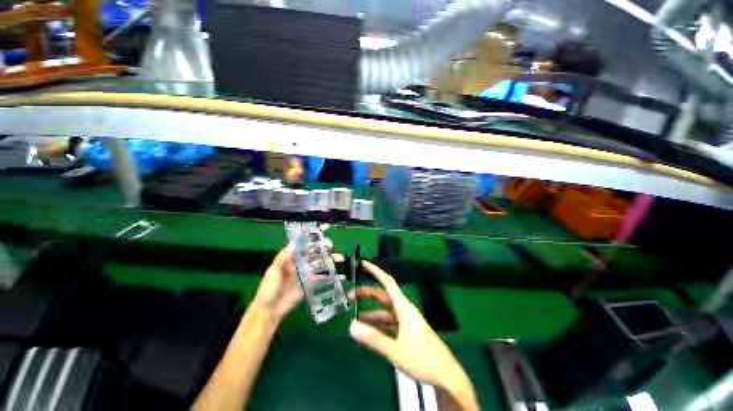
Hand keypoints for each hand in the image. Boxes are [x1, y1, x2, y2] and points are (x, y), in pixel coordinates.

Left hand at [253, 241, 342, 322]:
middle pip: (313, 254)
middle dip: (323, 249)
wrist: (269, 311)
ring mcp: (305, 274)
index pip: (302, 247)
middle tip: (331, 247)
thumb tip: (293, 243)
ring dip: (329, 260)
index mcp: (290, 259)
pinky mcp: (310, 284)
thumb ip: (283, 258)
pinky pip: (320, 278)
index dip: (312, 241)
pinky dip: (329, 275)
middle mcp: (299, 264)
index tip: (320, 238)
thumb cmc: (269, 289)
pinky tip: (337, 273)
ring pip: (319, 264)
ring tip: (339, 259)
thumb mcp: (273, 272)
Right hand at [348, 261, 478, 409]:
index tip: (363, 264)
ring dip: (371, 310)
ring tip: (355, 315)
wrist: (446, 375)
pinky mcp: (406, 329)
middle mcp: (404, 309)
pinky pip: (389, 321)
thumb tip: (351, 326)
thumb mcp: (395, 350)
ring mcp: (405, 320)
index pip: (388, 282)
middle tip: (351, 295)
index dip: (376, 271)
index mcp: (403, 307)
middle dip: (367, 293)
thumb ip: (373, 338)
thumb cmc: (423, 359)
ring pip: (385, 309)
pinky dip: (378, 323)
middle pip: (383, 295)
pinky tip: (368, 328)